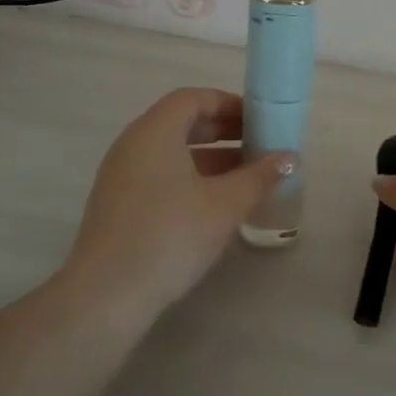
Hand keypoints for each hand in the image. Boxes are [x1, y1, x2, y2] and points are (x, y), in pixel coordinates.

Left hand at [65, 88, 293, 314]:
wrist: (106, 297)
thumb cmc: (170, 235)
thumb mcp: (225, 204)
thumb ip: (259, 176)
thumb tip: (288, 157)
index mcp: (155, 132)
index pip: (193, 99)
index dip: (228, 104)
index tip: (259, 120)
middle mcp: (132, 145)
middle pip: (181, 123)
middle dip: (223, 131)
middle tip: (258, 145)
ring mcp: (120, 176)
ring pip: (171, 152)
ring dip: (210, 158)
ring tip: (246, 176)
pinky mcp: (118, 206)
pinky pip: (159, 175)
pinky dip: (190, 177)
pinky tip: (215, 204)